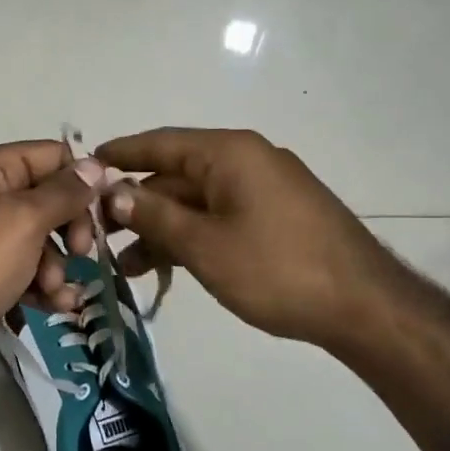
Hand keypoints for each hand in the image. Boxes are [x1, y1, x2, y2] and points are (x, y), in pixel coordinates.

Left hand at [0, 140, 105, 382]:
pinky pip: (22, 268)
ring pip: (39, 239)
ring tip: (56, 292)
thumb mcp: (24, 222)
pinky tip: (55, 307)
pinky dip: (40, 285)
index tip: (106, 213)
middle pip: (49, 199)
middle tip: (82, 254)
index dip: (82, 181)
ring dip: (57, 266)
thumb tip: (97, 164)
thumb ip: (65, 193)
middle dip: (71, 230)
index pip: (53, 156)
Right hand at [94, 127, 401, 352]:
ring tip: (126, 265)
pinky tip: (168, 266)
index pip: (161, 144)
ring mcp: (264, 189)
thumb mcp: (204, 245)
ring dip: (161, 228)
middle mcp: (246, 161)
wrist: (363, 306)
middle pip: (176, 175)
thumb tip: (112, 191)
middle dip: (136, 204)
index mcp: (229, 153)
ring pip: (197, 201)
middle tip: (97, 233)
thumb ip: (154, 215)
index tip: (85, 165)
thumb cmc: (276, 269)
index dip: (120, 154)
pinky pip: (220, 217)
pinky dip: (192, 237)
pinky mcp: (276, 217)